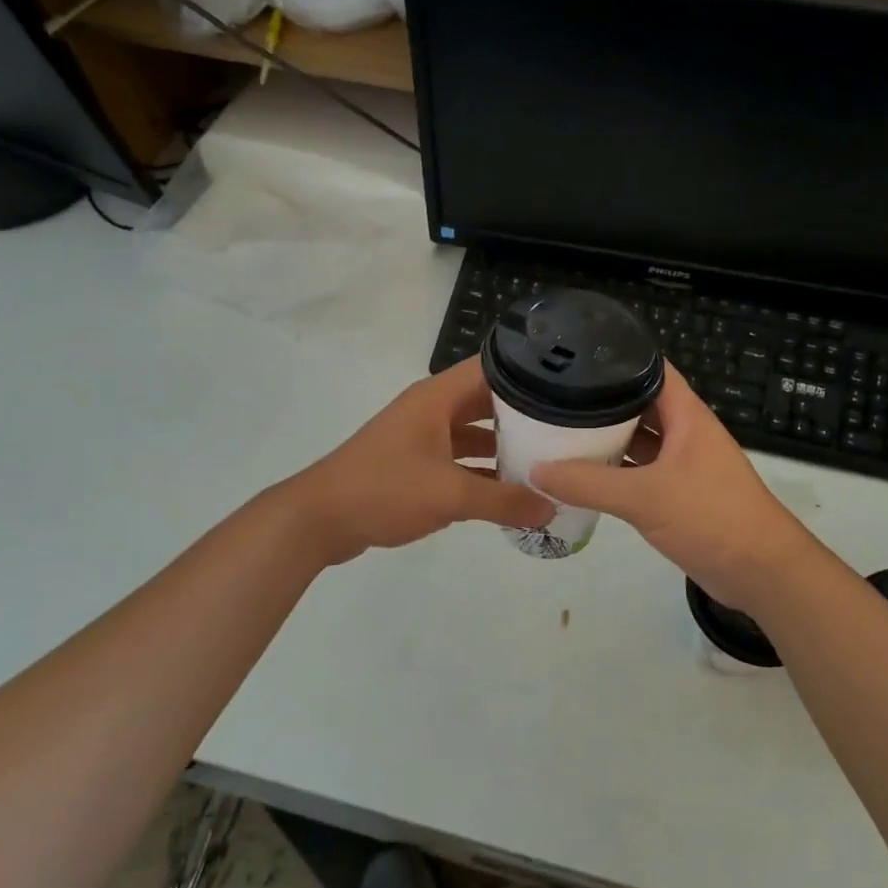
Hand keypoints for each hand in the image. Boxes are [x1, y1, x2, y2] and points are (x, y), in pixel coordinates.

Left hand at [282, 358, 553, 566]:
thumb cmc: (384, 489)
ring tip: (548, 459)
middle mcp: (432, 409)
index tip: (568, 385)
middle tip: (568, 428)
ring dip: (504, 446)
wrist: (319, 519)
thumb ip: (504, 501)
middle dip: (524, 414)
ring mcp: (422, 437)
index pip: (491, 368)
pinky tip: (511, 491)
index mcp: (437, 397)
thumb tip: (552, 508)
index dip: (529, 372)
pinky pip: (459, 459)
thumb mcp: (450, 495)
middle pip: (486, 402)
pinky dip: (482, 471)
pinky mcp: (415, 464)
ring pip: (473, 433)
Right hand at [531, 365, 827, 616]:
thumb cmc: (711, 518)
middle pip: (639, 404)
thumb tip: (537, 470)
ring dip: (608, 437)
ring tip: (560, 429)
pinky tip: (584, 473)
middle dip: (602, 401)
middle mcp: (685, 432)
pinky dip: (616, 470)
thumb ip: (590, 484)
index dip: (617, 358)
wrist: (763, 572)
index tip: (574, 356)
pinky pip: (641, 470)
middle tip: (554, 395)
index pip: (651, 369)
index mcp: (686, 415)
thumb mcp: (645, 497)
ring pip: (640, 439)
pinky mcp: (680, 493)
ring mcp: (683, 463)